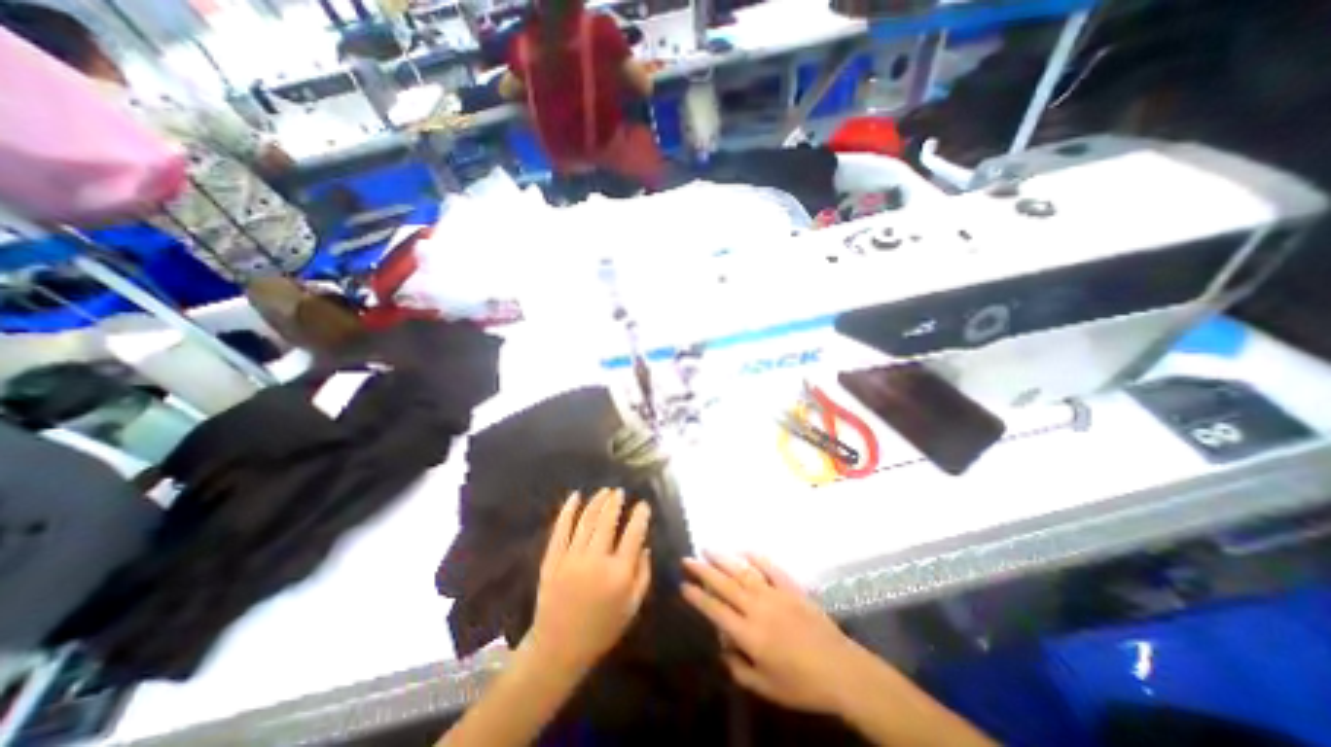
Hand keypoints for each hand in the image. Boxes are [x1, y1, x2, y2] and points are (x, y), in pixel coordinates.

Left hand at [531, 487, 653, 680]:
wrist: (558, 649)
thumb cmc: (601, 629)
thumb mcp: (632, 607)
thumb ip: (643, 575)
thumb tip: (645, 546)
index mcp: (619, 572)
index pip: (634, 534)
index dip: (640, 516)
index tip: (643, 505)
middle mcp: (596, 559)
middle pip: (608, 521)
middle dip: (615, 502)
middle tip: (619, 492)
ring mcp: (571, 557)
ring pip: (586, 520)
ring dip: (596, 502)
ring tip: (604, 491)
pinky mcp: (552, 559)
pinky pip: (561, 529)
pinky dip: (568, 510)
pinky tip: (575, 497)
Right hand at [685, 552, 864, 712]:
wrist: (841, 670)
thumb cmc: (802, 685)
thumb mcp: (766, 687)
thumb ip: (739, 667)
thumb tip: (722, 648)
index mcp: (748, 634)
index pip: (715, 610)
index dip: (697, 597)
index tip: (683, 585)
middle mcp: (757, 608)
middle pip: (724, 584)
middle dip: (703, 570)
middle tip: (687, 558)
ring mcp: (774, 593)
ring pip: (743, 571)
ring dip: (723, 559)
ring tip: (707, 548)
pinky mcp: (791, 587)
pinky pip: (770, 567)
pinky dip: (756, 557)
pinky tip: (744, 550)